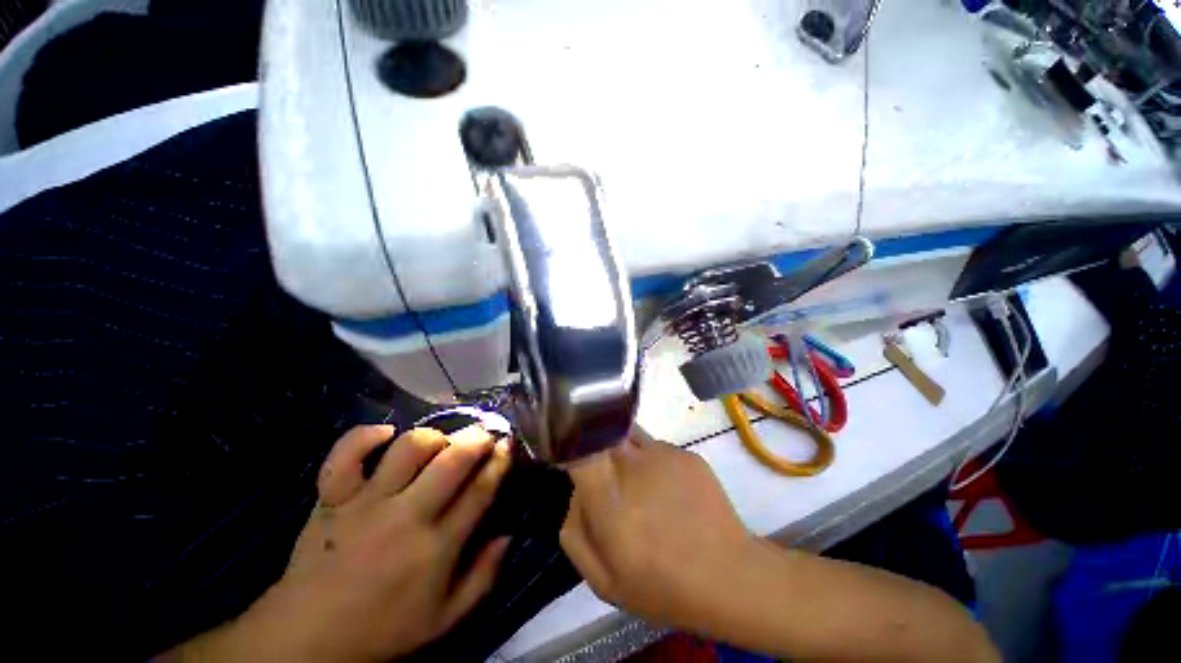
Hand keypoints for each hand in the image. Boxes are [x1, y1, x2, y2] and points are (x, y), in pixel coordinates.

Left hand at [171, 425, 512, 661]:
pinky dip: (365, 437)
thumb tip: (508, 535)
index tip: (506, 445)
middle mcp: (406, 516)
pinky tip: (384, 434)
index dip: (498, 462)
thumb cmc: (382, 629)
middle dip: (476, 439)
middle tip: (484, 435)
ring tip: (439, 442)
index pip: (479, 491)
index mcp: (436, 547)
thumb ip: (484, 577)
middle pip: (452, 461)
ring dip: (432, 436)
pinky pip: (346, 455)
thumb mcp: (444, 619)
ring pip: (408, 448)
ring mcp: (366, 503)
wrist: (305, 638)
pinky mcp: (333, 498)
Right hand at [560, 435, 754, 630]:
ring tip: (642, 490)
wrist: (730, 576)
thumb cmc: (662, 586)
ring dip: (625, 456)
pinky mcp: (686, 452)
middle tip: (610, 484)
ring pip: (628, 438)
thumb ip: (575, 533)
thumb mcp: (603, 580)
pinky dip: (652, 463)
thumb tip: (575, 494)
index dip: (573, 445)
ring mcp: (664, 455)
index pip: (581, 450)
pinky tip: (669, 492)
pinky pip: (656, 448)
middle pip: (603, 436)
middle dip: (598, 452)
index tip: (573, 455)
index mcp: (609, 501)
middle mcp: (634, 467)